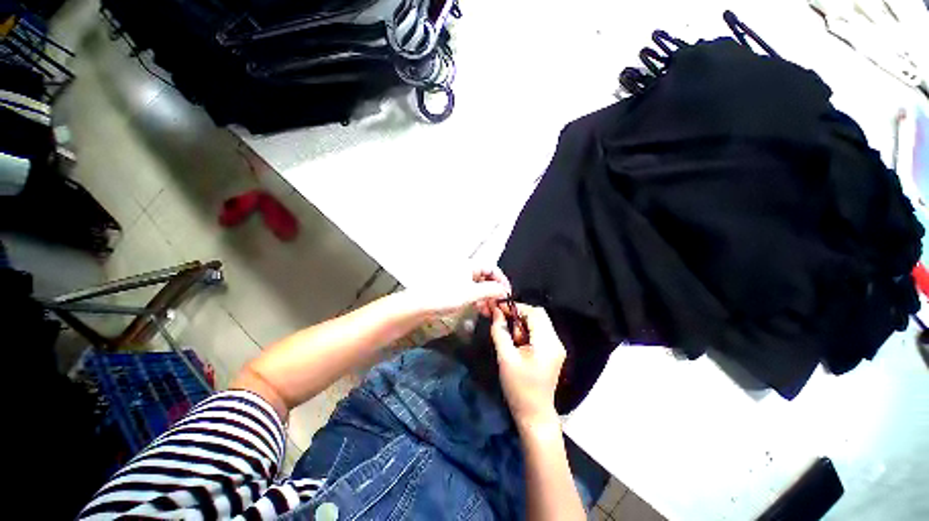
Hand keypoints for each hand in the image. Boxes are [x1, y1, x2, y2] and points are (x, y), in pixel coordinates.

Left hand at [406, 266, 510, 317]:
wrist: (420, 305)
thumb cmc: (445, 295)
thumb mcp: (471, 293)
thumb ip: (490, 290)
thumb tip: (504, 290)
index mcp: (469, 265)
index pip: (491, 268)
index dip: (501, 280)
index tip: (507, 293)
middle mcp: (465, 270)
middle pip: (485, 277)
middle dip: (494, 291)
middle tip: (499, 304)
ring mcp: (459, 280)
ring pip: (478, 286)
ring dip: (486, 297)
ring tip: (490, 310)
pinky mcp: (453, 289)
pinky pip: (470, 292)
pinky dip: (477, 299)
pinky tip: (480, 309)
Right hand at [490, 304, 565, 429]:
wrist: (534, 414)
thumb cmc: (519, 388)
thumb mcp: (506, 358)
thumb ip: (500, 332)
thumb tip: (495, 312)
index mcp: (547, 343)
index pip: (534, 313)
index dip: (515, 307)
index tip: (498, 307)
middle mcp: (555, 341)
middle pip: (538, 315)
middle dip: (518, 313)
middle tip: (501, 318)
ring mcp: (556, 347)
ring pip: (539, 322)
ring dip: (522, 322)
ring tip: (509, 334)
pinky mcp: (552, 352)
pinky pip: (539, 332)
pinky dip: (526, 330)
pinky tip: (516, 340)